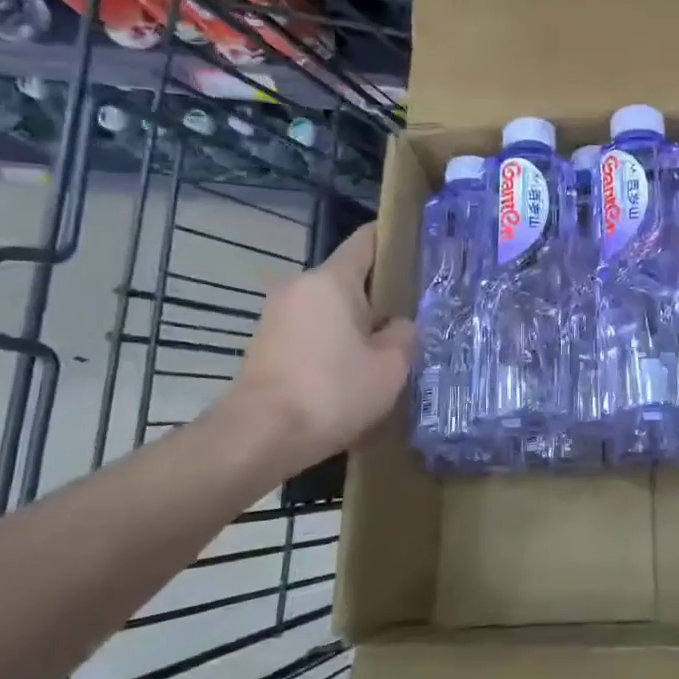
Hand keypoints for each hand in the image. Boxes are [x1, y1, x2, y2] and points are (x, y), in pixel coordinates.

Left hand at [214, 223, 415, 477]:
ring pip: (331, 308)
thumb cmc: (331, 392)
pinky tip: (352, 374)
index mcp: (332, 281)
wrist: (258, 438)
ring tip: (385, 351)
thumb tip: (398, 325)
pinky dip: (333, 344)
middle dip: (380, 294)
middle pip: (350, 277)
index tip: (420, 251)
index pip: (367, 240)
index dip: (395, 240)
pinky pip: (312, 331)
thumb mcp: (390, 367)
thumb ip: (404, 335)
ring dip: (356, 324)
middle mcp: (300, 287)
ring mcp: (278, 315)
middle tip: (414, 316)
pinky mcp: (267, 344)